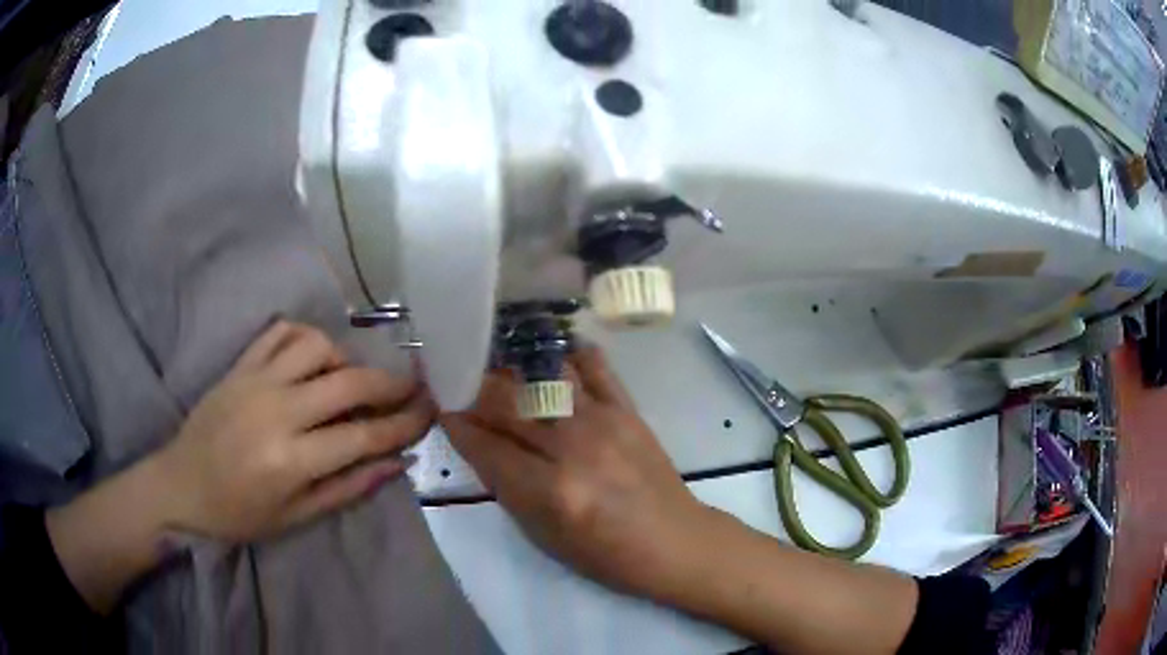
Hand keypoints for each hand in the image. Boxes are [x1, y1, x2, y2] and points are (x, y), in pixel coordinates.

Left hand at [156, 321, 432, 540]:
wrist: (181, 486)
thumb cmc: (240, 514)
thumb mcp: (297, 517)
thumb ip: (349, 487)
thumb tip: (396, 461)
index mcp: (292, 460)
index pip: (364, 434)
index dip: (404, 423)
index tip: (430, 412)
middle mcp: (278, 411)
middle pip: (348, 383)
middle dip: (391, 384)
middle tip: (412, 387)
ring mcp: (256, 381)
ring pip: (316, 346)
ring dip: (345, 358)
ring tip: (350, 379)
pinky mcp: (239, 365)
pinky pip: (279, 332)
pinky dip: (304, 338)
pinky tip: (311, 358)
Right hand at [441, 347, 715, 599]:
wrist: (672, 541)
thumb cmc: (604, 554)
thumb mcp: (542, 536)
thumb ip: (507, 487)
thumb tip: (480, 444)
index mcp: (549, 490)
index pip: (486, 446)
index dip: (457, 425)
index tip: (443, 409)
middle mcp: (572, 448)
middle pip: (508, 403)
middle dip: (476, 389)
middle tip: (462, 382)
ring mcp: (603, 422)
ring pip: (545, 376)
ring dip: (516, 366)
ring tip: (498, 362)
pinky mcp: (628, 409)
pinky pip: (595, 367)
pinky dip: (570, 355)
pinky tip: (552, 355)